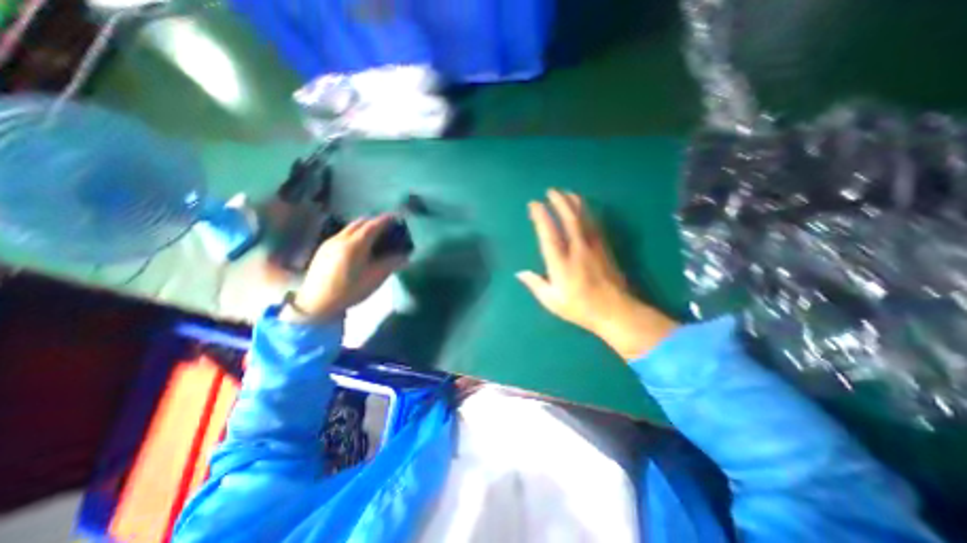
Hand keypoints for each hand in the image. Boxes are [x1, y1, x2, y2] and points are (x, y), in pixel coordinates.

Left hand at [284, 214, 411, 324]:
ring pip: (350, 227)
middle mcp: (341, 238)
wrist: (316, 303)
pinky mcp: (323, 249)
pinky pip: (342, 234)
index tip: (397, 217)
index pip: (373, 225)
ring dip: (364, 227)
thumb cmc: (349, 291)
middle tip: (388, 227)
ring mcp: (330, 242)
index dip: (386, 220)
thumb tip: (405, 256)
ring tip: (375, 236)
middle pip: (360, 222)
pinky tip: (358, 247)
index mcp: (355, 245)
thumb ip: (391, 264)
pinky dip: (354, 234)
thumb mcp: (375, 278)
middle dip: (375, 221)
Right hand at [518, 190, 673, 358]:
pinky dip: (587, 212)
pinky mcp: (605, 248)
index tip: (534, 204)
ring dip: (574, 203)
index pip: (549, 234)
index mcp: (561, 263)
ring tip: (567, 192)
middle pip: (569, 219)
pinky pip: (595, 224)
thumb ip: (536, 284)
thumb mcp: (552, 301)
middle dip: (559, 202)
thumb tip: (520, 272)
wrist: (615, 311)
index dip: (541, 217)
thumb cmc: (580, 308)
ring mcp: (593, 247)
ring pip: (584, 218)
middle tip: (551, 191)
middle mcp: (577, 250)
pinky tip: (584, 208)